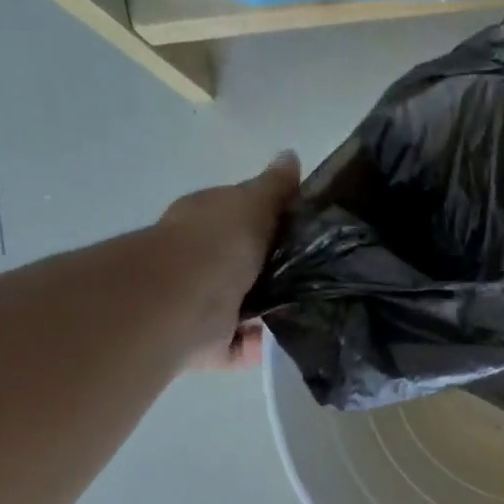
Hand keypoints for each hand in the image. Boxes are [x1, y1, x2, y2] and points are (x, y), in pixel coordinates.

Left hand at [159, 151, 299, 371]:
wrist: (182, 302)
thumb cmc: (217, 244)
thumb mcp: (252, 204)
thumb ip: (275, 188)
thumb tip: (291, 156)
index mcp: (208, 222)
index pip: (243, 218)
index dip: (275, 222)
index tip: (313, 233)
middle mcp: (202, 262)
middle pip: (249, 266)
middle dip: (280, 273)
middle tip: (322, 277)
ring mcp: (203, 305)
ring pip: (247, 309)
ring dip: (274, 313)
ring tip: (314, 312)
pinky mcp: (209, 345)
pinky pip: (243, 348)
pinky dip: (261, 347)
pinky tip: (290, 341)